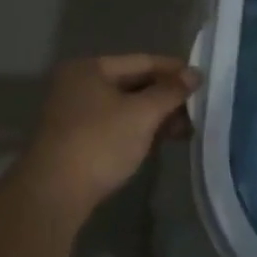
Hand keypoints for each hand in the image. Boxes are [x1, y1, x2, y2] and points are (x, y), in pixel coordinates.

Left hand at [23, 55, 199, 211]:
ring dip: (155, 116)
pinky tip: (160, 142)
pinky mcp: (76, 140)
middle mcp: (79, 84)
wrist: (53, 194)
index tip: (203, 81)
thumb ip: (170, 91)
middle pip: (133, 83)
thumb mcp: (141, 114)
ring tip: (185, 130)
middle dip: (166, 97)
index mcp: (90, 68)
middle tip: (197, 111)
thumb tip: (195, 74)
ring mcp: (75, 114)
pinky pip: (116, 125)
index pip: (142, 61)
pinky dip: (139, 130)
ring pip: (125, 107)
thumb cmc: (99, 143)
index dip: (174, 70)